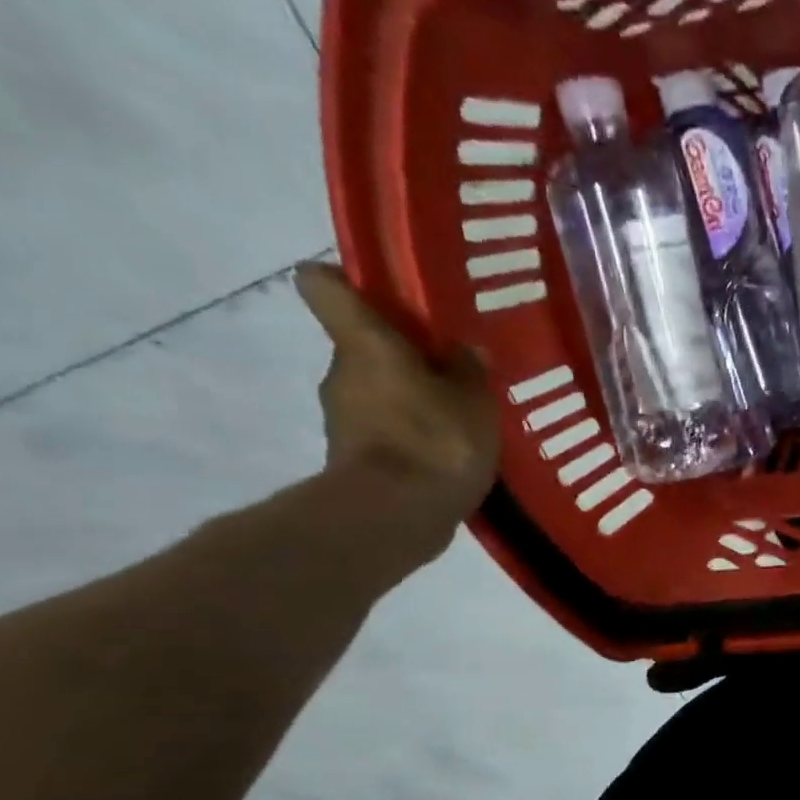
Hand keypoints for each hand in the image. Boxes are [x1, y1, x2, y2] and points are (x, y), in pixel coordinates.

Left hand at [294, 263, 499, 561]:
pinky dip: (410, 438)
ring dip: (410, 401)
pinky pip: (384, 432)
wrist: (394, 516)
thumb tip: (464, 349)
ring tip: (458, 421)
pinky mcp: (353, 458)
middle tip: (452, 374)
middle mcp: (341, 371)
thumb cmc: (435, 442)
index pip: (323, 285)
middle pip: (363, 346)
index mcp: (364, 341)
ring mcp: (341, 417)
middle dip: (402, 357)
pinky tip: (447, 455)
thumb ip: (470, 371)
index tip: (383, 296)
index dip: (347, 282)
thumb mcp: (475, 402)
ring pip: (376, 392)